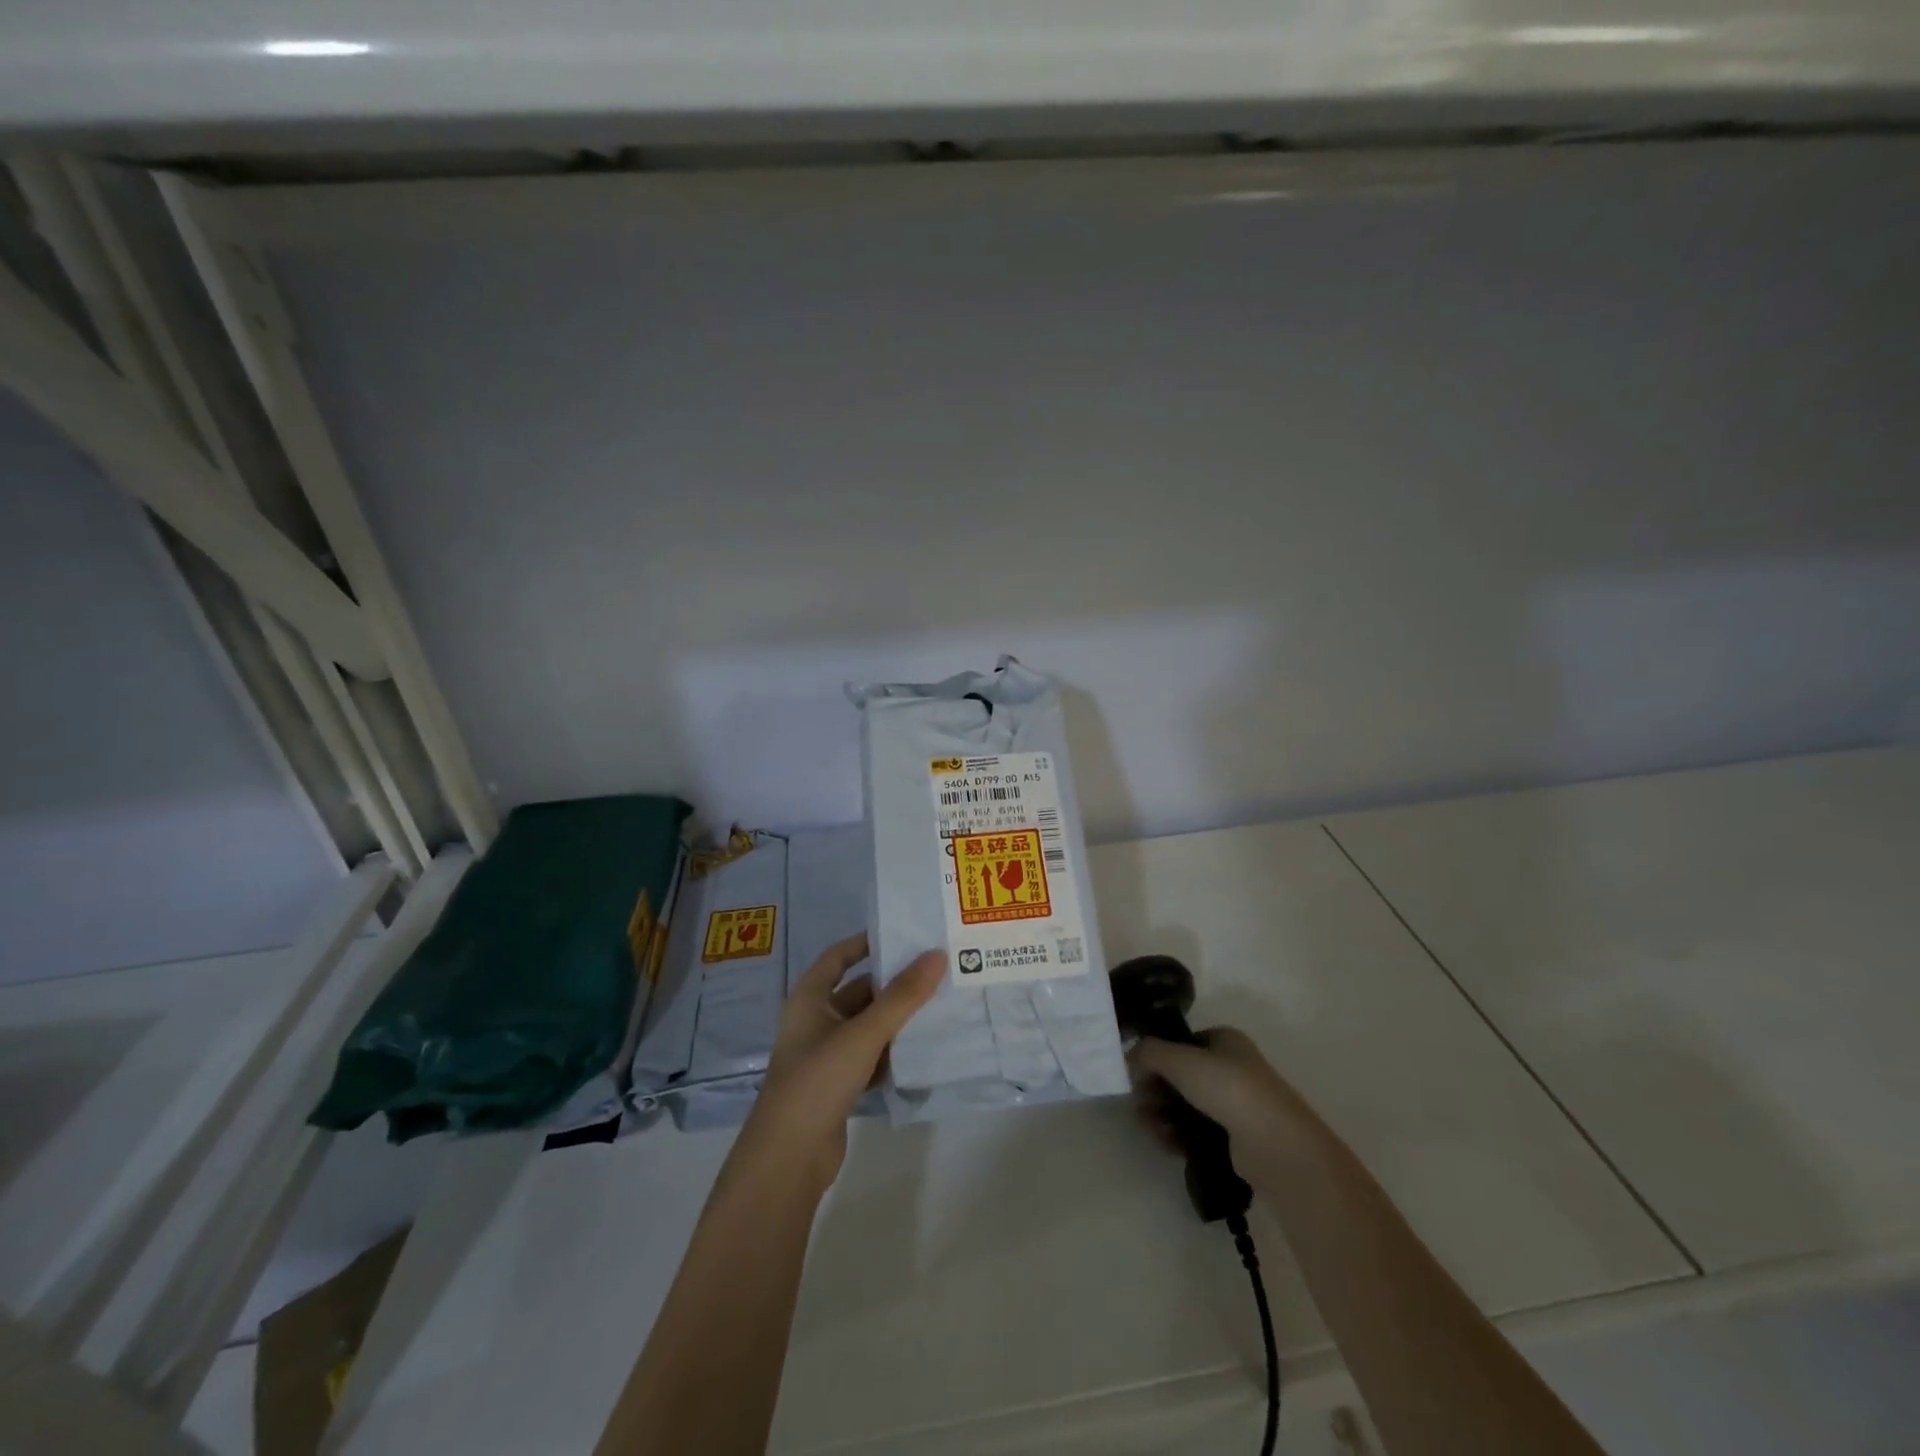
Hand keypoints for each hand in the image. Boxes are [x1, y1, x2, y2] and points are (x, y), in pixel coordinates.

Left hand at [738, 934, 943, 1190]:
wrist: (789, 1158)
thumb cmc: (818, 1080)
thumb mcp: (863, 1033)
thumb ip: (902, 996)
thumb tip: (936, 955)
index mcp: (809, 998)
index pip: (839, 956)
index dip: (867, 943)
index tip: (904, 936)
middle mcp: (815, 1021)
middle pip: (859, 992)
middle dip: (893, 984)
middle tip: (936, 972)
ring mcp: (825, 1055)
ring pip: (867, 1026)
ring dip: (897, 1019)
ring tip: (939, 1005)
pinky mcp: (838, 1085)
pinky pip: (870, 1056)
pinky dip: (892, 1052)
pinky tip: (922, 1050)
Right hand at [1128, 1026, 1300, 1150]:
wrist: (1276, 1145)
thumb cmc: (1228, 1089)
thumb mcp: (1180, 1060)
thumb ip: (1148, 1053)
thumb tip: (1131, 1060)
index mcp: (1225, 1040)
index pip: (1181, 1043)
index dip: (1156, 1057)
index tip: (1137, 1075)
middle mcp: (1232, 1068)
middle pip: (1181, 1076)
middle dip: (1156, 1090)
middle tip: (1138, 1105)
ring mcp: (1237, 1105)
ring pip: (1187, 1105)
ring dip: (1162, 1114)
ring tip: (1148, 1128)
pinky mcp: (1237, 1138)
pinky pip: (1198, 1131)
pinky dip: (1178, 1135)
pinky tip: (1165, 1143)